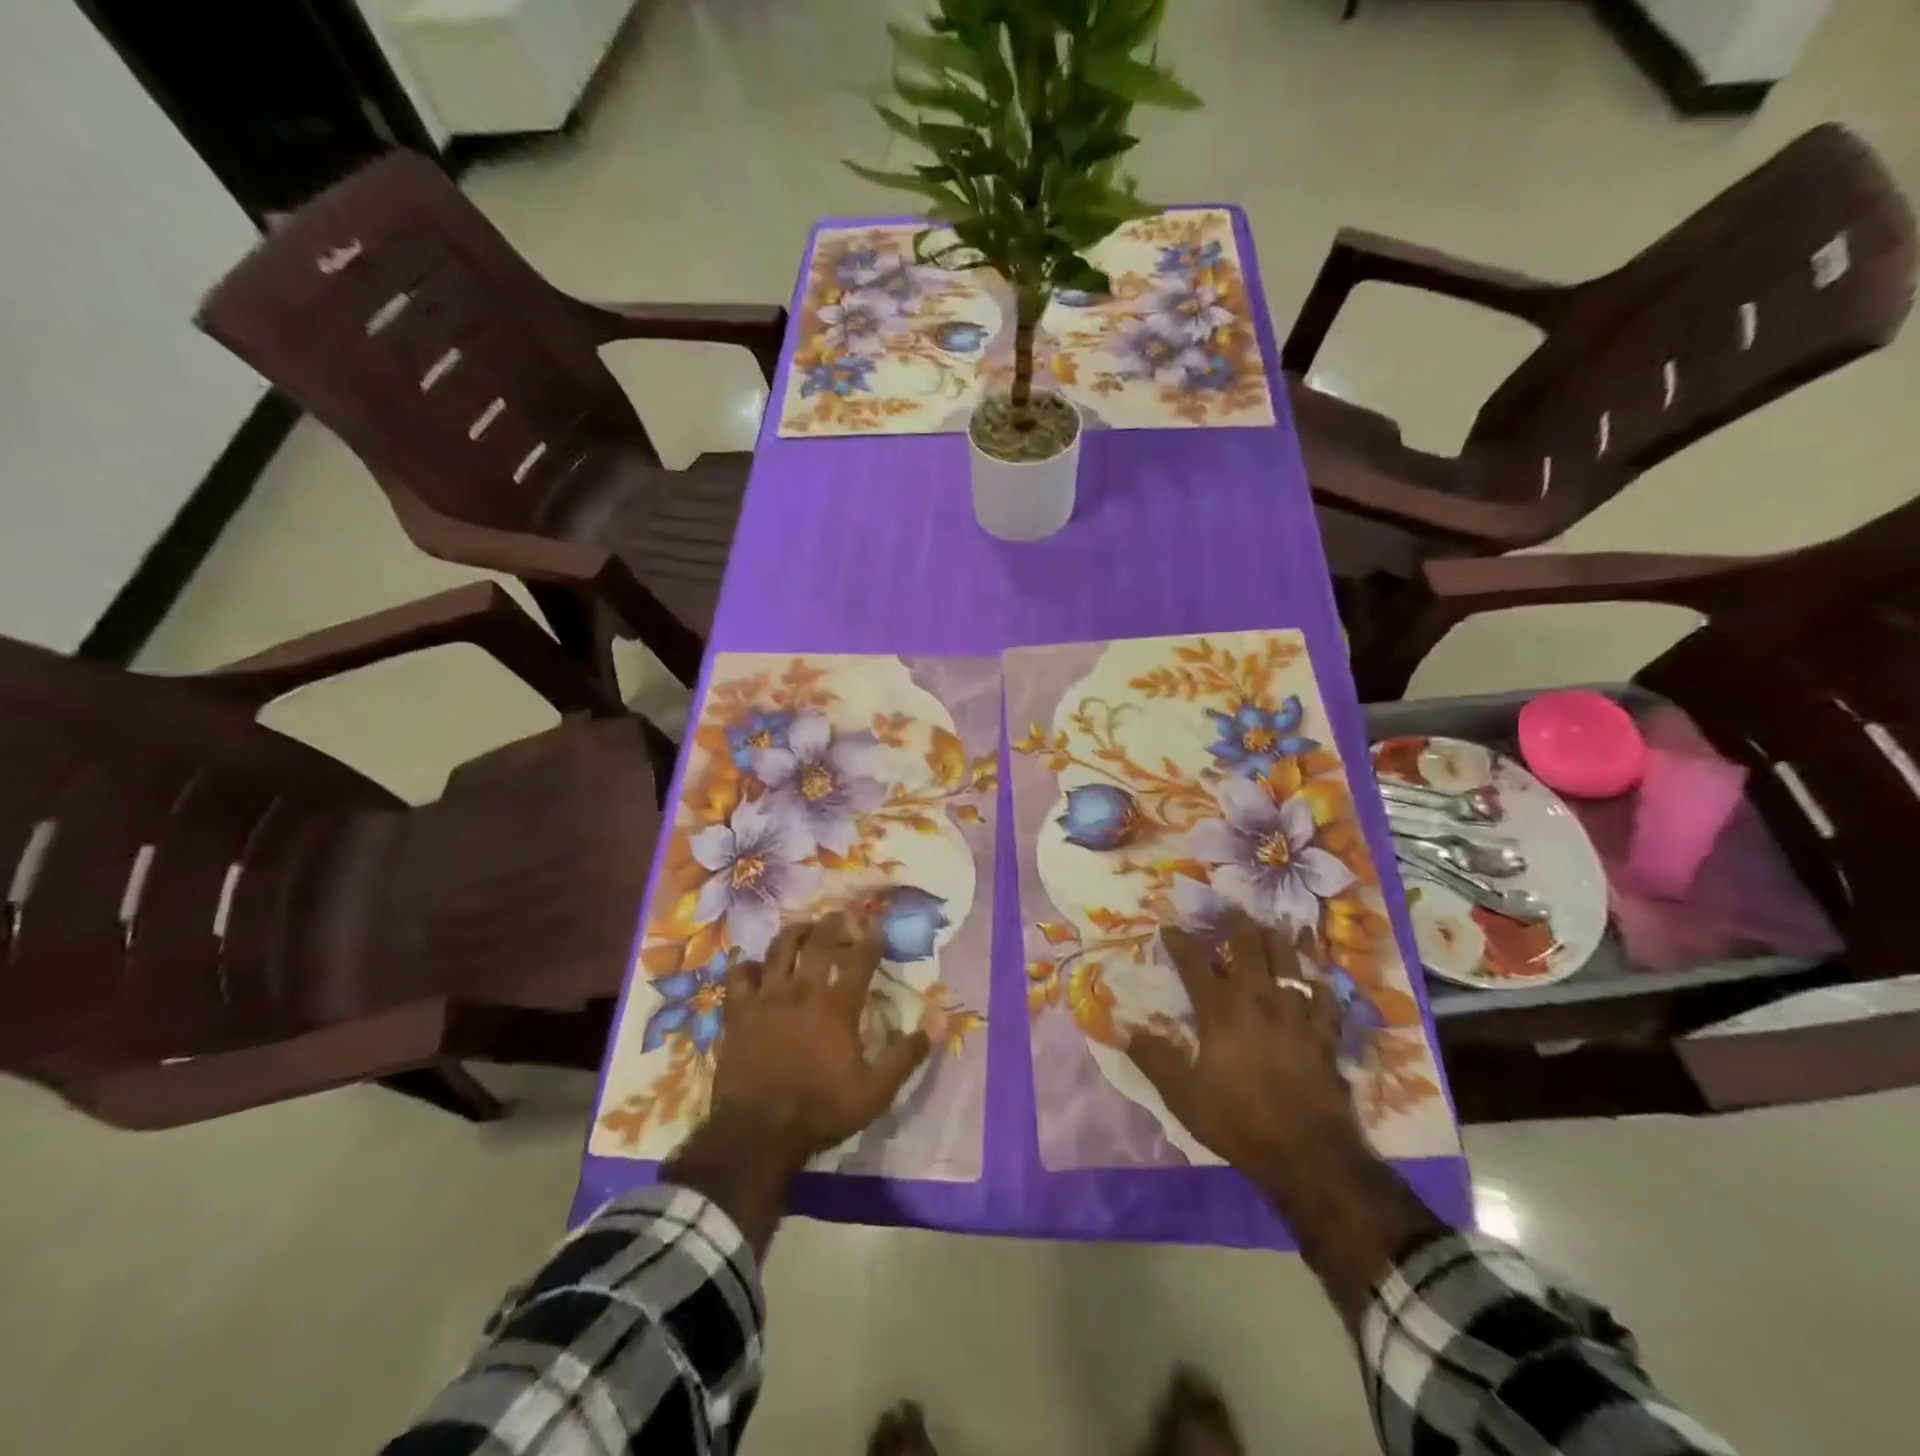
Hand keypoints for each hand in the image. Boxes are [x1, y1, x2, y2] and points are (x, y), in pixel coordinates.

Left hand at [710, 913, 932, 1167]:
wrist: (757, 1132)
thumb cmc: (820, 1110)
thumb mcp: (875, 1092)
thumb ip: (906, 1056)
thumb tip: (938, 1023)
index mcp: (837, 1006)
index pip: (860, 960)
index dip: (871, 940)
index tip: (877, 929)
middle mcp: (802, 990)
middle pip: (818, 942)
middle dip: (833, 924)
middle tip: (840, 915)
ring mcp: (766, 998)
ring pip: (778, 948)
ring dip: (793, 932)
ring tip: (802, 928)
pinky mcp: (738, 1011)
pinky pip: (738, 975)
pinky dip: (745, 964)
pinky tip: (750, 962)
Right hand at [1125, 909, 1361, 1190]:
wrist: (1310, 1156)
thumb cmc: (1240, 1122)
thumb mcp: (1183, 1097)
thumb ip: (1154, 1059)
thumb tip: (1124, 1029)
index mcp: (1221, 1012)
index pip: (1195, 963)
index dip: (1180, 941)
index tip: (1169, 927)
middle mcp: (1258, 1000)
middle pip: (1249, 946)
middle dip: (1235, 923)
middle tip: (1227, 910)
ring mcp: (1296, 1014)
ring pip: (1288, 960)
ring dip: (1276, 938)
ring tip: (1269, 925)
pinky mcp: (1325, 1033)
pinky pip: (1323, 995)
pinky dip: (1316, 981)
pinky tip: (1313, 976)